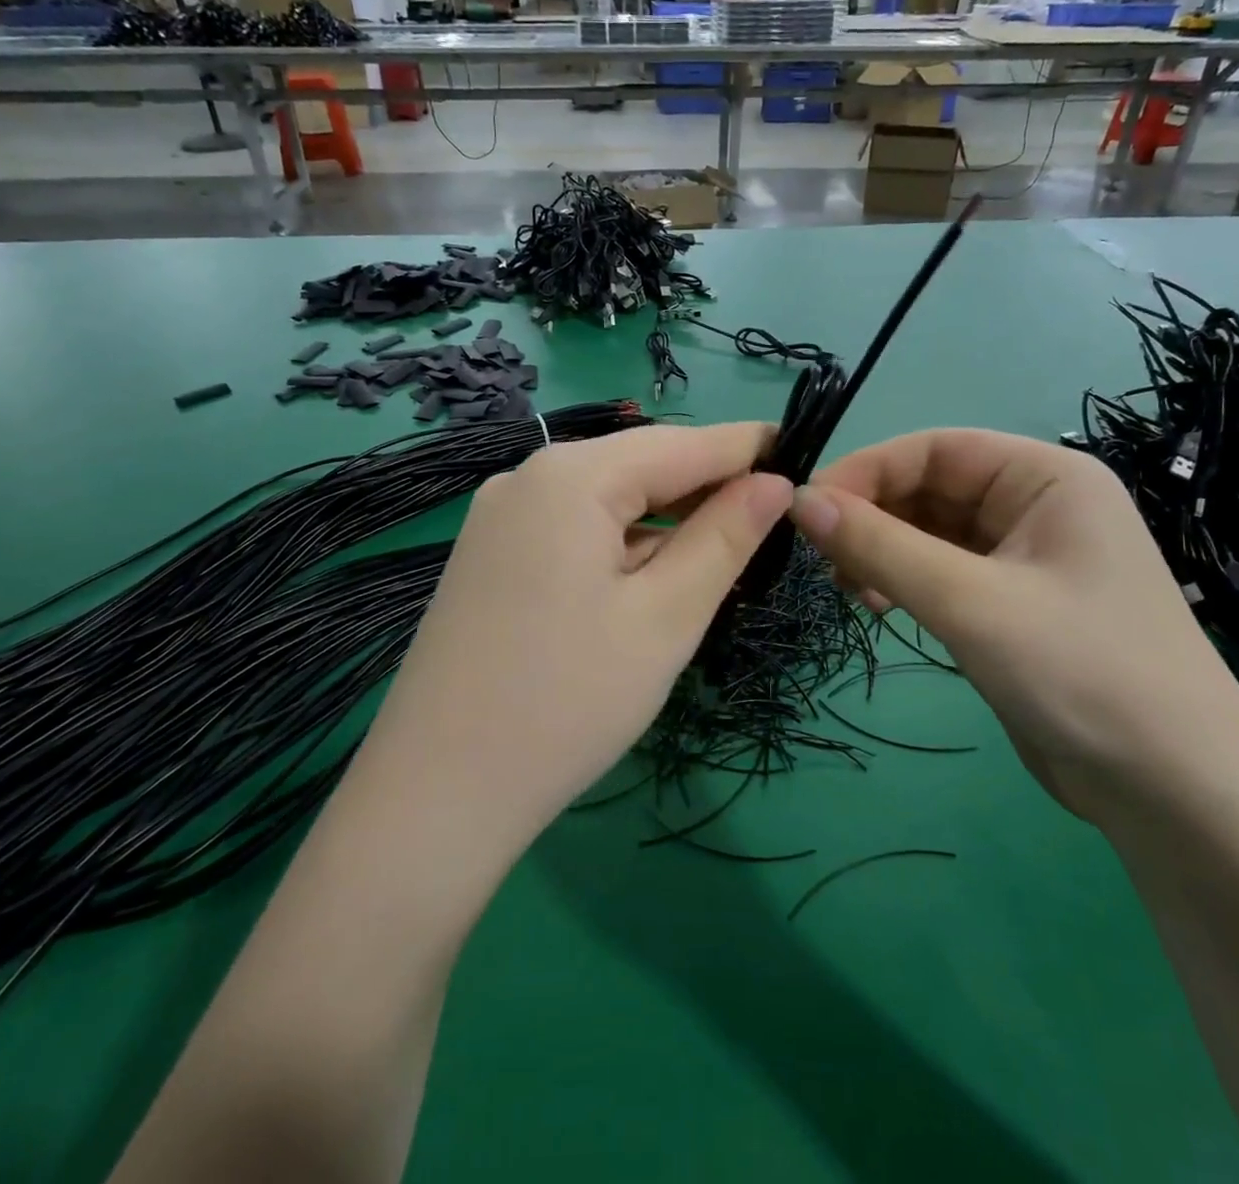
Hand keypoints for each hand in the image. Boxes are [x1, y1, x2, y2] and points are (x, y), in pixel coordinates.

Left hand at [366, 422, 792, 840]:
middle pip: (640, 465)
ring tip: (720, 551)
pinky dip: (621, 543)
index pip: (682, 443)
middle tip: (771, 517)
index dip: (747, 447)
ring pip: (606, 499)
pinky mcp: (490, 555)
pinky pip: (573, 528)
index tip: (802, 453)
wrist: (435, 794)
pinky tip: (648, 578)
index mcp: (571, 475)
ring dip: (664, 520)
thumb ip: (724, 538)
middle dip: (706, 487)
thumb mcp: (665, 617)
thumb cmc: (567, 702)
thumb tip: (773, 483)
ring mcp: (500, 516)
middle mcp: (527, 477)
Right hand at [789, 429, 1238, 824]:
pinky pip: (941, 572)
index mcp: (1046, 478)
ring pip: (930, 532)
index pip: (935, 449)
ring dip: (882, 551)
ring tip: (849, 588)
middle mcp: (1036, 505)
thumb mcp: (970, 603)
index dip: (866, 470)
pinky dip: (903, 581)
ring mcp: (1025, 557)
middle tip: (822, 558)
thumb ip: (880, 546)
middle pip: (929, 488)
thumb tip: (800, 499)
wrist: (1178, 796)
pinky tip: (877, 606)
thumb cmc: (1083, 674)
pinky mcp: (1012, 604)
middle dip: (872, 516)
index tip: (806, 509)